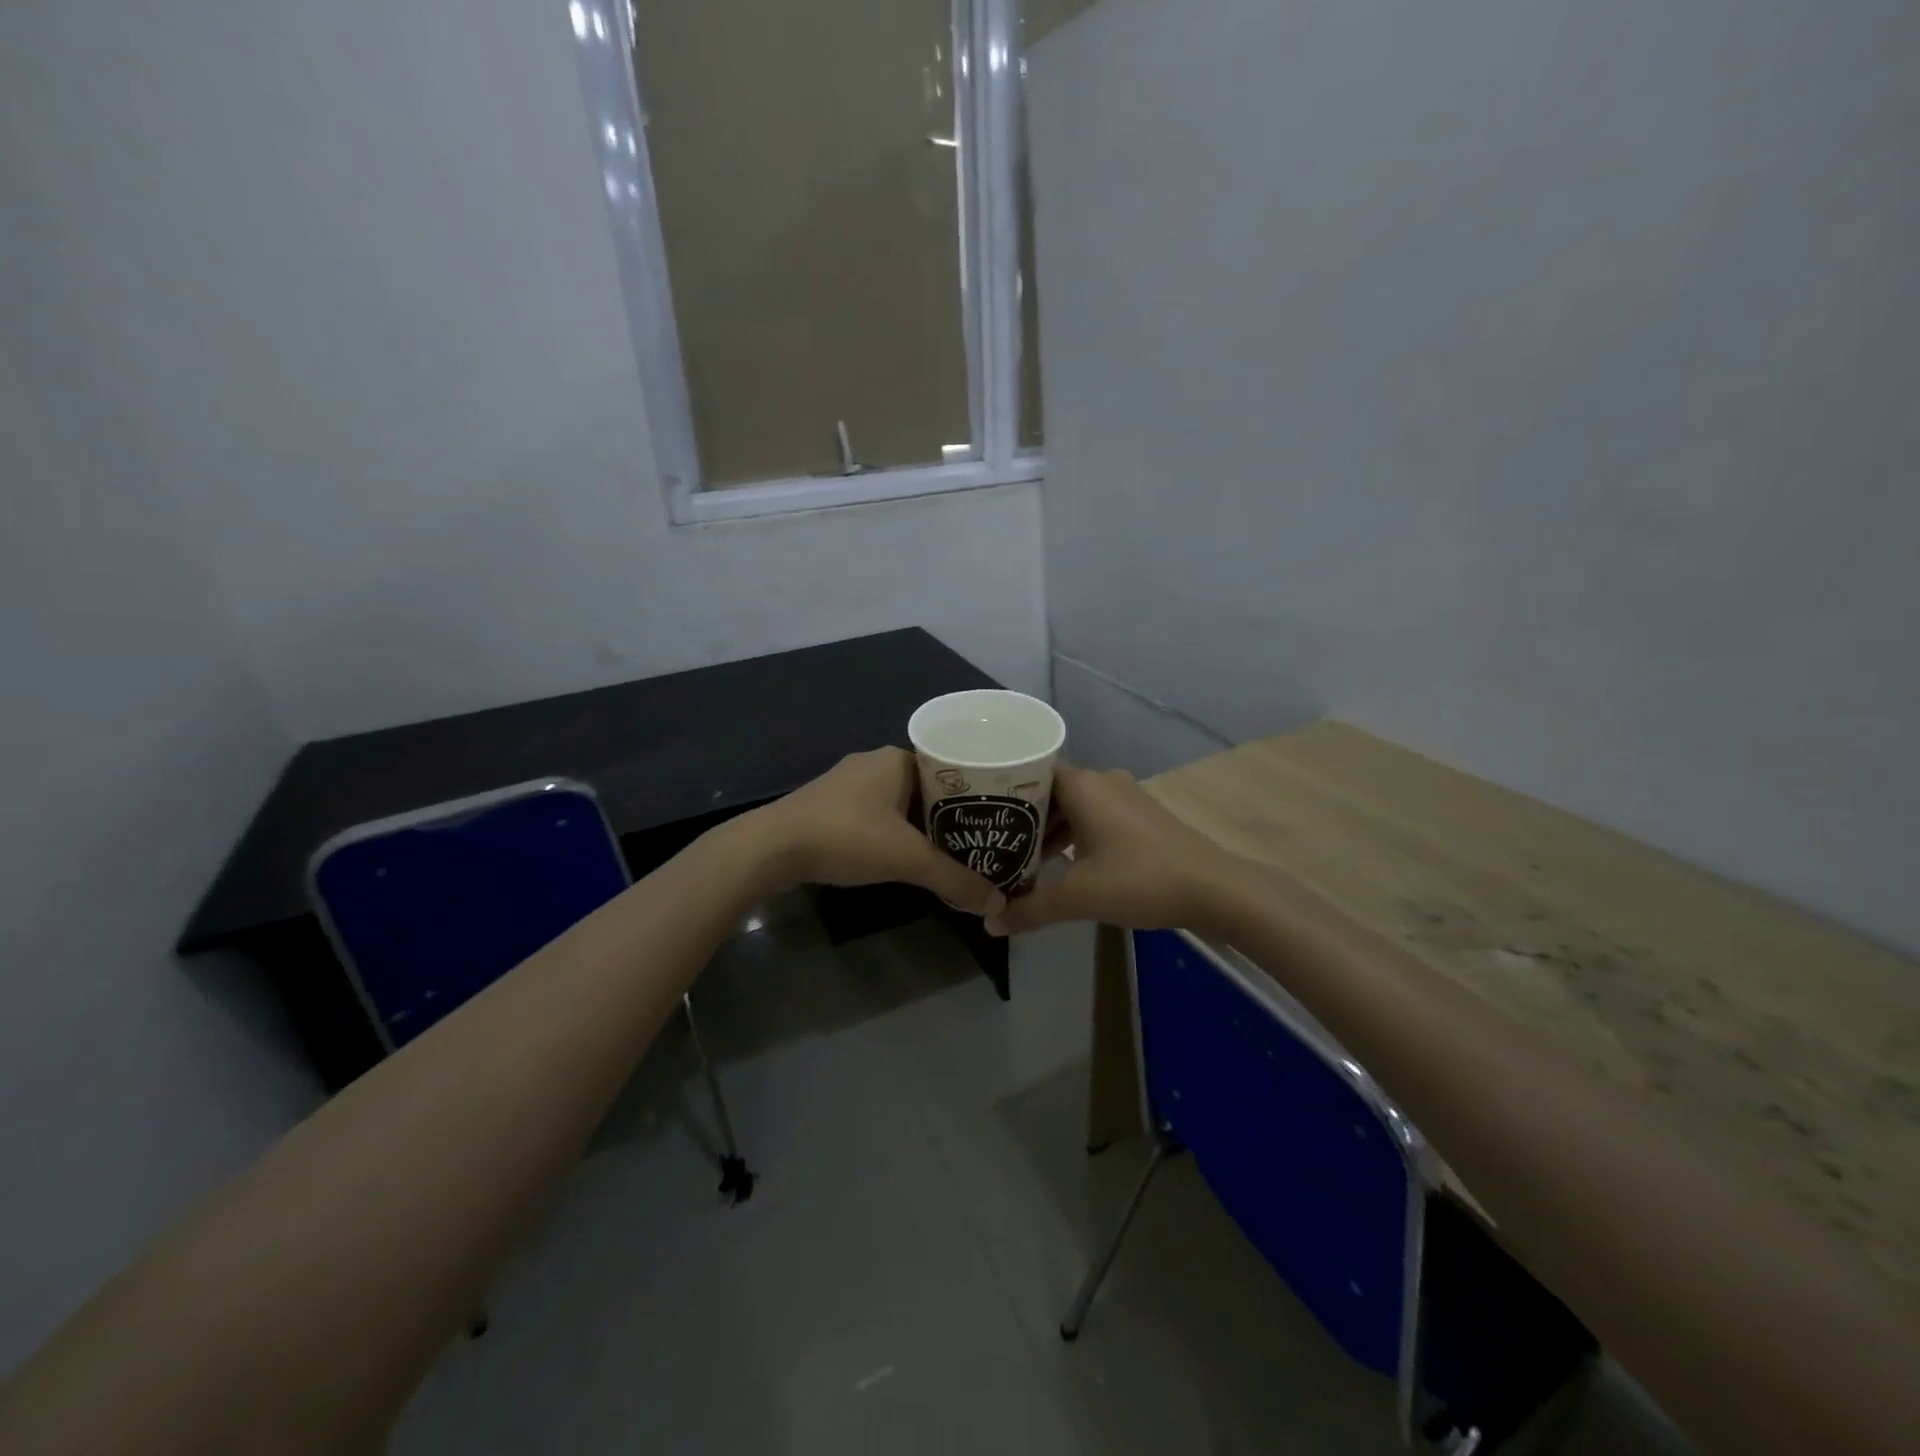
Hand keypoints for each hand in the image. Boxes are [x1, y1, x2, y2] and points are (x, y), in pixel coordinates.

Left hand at [744, 747, 997, 912]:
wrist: (770, 848)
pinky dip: (894, 833)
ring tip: (949, 853)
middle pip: (926, 789)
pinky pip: (876, 815)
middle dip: (949, 816)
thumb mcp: (907, 859)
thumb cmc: (845, 837)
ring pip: (900, 804)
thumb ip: (954, 878)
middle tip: (978, 842)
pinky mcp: (829, 806)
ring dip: (920, 827)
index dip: (974, 794)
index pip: (950, 768)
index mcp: (897, 759)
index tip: (994, 818)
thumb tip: (997, 902)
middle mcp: (874, 763)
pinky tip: (903, 856)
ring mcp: (848, 784)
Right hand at [983, 762, 1237, 935]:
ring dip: (1050, 830)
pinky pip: (1095, 815)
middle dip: (1023, 818)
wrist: (1215, 889)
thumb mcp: (1079, 896)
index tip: (979, 809)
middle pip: (1050, 790)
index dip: (1002, 788)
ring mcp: (1125, 797)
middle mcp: (1102, 781)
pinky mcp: (1141, 816)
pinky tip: (1063, 864)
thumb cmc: (1140, 880)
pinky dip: (1075, 834)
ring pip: (1074, 805)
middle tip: (992, 841)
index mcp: (1083, 785)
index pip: (1030, 771)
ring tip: (1022, 858)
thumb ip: (1030, 909)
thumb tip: (990, 923)